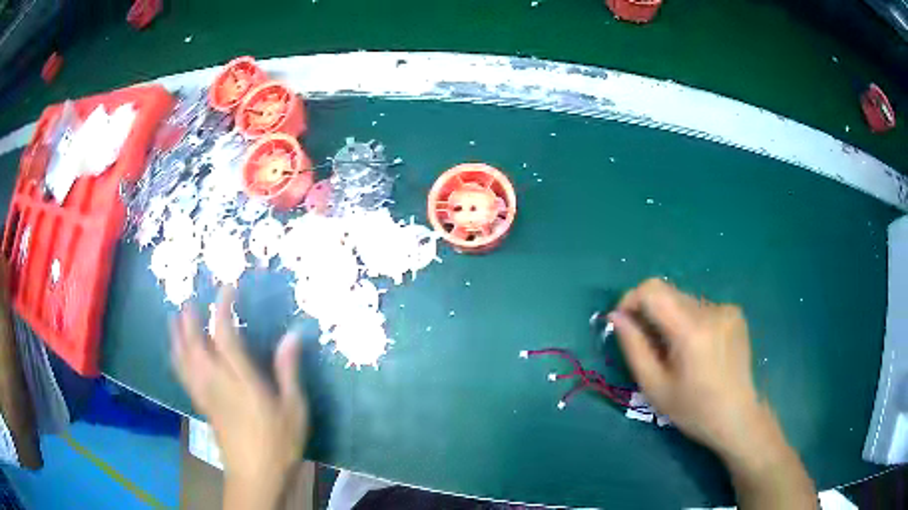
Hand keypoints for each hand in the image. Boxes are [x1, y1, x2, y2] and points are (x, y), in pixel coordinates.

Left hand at [170, 286, 307, 508]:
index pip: (224, 336)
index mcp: (241, 381)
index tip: (227, 290)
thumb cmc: (279, 443)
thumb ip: (288, 372)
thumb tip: (292, 336)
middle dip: (191, 319)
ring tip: (176, 317)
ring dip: (178, 335)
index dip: (222, 309)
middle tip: (192, 300)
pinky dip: (176, 357)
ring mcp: (206, 394)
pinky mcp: (202, 405)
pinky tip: (176, 351)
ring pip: (184, 358)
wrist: (255, 476)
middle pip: (195, 344)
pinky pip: (183, 375)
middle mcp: (217, 382)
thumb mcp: (294, 409)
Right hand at [609, 278, 764, 458]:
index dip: (631, 299)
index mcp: (691, 330)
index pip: (652, 290)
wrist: (737, 416)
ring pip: (684, 300)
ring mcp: (726, 308)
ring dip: (671, 318)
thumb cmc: (693, 409)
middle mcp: (711, 310)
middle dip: (650, 312)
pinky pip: (701, 307)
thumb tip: (616, 317)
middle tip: (649, 345)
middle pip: (668, 292)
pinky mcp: (735, 312)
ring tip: (676, 351)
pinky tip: (698, 348)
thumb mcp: (654, 386)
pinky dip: (690, 321)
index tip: (623, 322)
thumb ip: (634, 347)